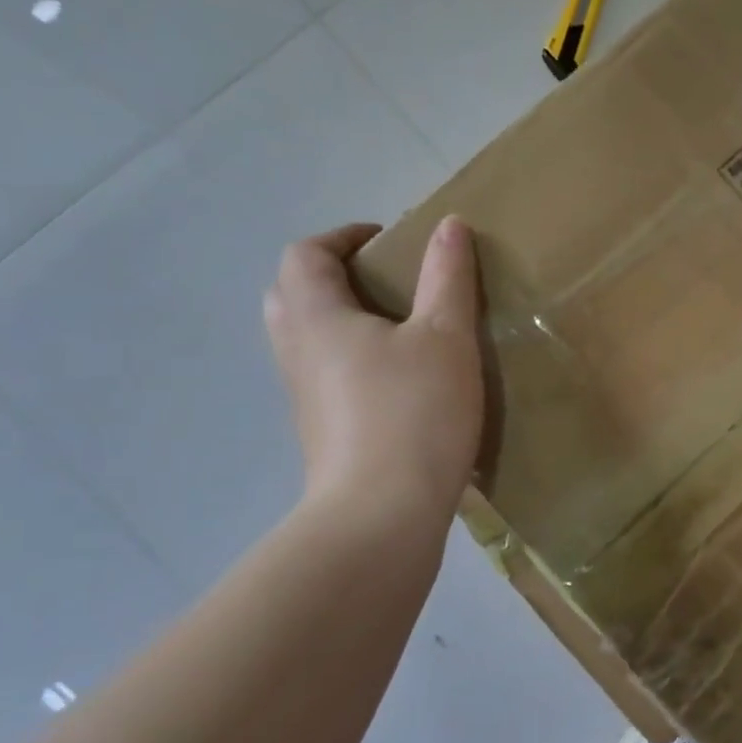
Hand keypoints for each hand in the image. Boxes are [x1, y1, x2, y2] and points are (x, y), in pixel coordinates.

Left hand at [263, 216, 482, 522]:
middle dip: (334, 276)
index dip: (343, 236)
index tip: (389, 241)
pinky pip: (324, 376)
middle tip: (387, 283)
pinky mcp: (320, 432)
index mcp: (317, 317)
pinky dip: (350, 360)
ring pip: (307, 339)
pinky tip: (399, 380)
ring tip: (399, 329)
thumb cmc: (413, 414)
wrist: (382, 517)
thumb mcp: (446, 337)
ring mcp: (304, 397)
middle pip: (292, 294)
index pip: (306, 254)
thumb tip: (449, 225)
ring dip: (342, 320)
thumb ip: (448, 277)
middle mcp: (297, 352)